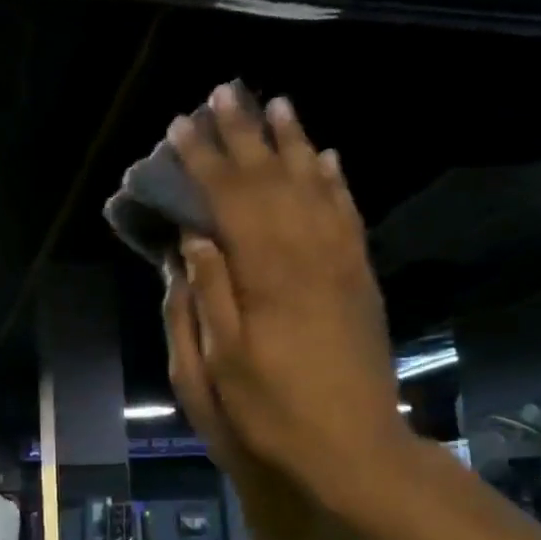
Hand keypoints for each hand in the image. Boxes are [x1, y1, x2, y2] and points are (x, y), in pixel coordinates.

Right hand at [165, 83, 408, 518]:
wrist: (355, 447)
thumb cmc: (274, 413)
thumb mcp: (222, 364)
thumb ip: (209, 295)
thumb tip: (193, 237)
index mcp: (265, 276)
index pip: (229, 200)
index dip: (202, 161)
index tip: (179, 127)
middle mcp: (307, 255)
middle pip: (271, 180)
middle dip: (243, 135)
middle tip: (223, 92)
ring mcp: (341, 264)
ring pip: (314, 186)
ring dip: (293, 143)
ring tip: (276, 104)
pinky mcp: (361, 279)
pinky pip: (348, 215)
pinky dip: (335, 182)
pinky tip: (327, 159)